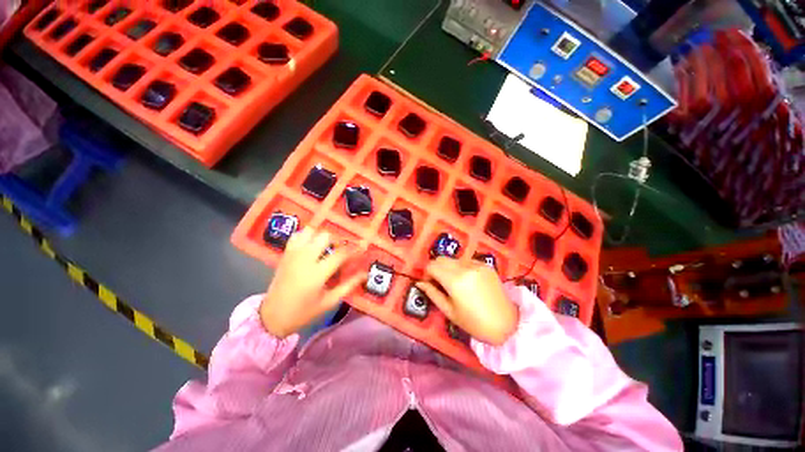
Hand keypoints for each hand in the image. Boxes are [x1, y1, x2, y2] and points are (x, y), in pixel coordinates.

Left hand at [260, 228, 364, 337]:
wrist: (271, 317)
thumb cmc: (303, 312)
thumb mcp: (329, 302)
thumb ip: (348, 285)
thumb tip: (365, 274)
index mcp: (317, 274)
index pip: (340, 254)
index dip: (354, 250)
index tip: (362, 249)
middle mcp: (304, 259)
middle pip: (325, 236)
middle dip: (337, 241)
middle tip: (341, 251)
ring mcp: (293, 254)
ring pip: (310, 232)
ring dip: (321, 237)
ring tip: (326, 248)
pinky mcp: (285, 254)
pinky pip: (297, 236)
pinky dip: (307, 237)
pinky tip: (311, 246)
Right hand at [416, 257, 517, 344]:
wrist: (507, 324)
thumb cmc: (475, 323)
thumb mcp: (450, 311)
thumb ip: (433, 294)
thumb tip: (420, 283)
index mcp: (455, 280)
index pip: (432, 265)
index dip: (427, 273)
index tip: (430, 284)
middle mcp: (465, 267)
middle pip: (441, 258)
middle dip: (436, 268)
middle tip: (440, 283)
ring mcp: (477, 264)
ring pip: (453, 259)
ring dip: (449, 268)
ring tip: (455, 283)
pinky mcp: (486, 265)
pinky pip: (466, 261)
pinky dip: (461, 268)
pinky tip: (468, 282)